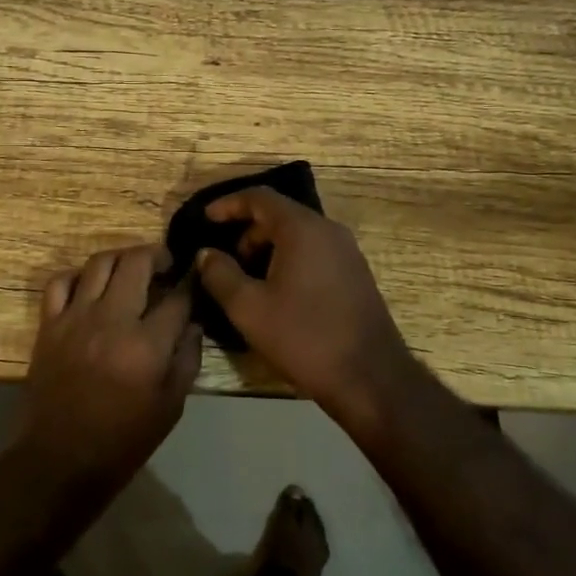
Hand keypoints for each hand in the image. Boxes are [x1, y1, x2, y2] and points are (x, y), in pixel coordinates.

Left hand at [17, 244, 200, 494]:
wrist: (60, 459)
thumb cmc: (122, 440)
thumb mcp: (170, 407)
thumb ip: (186, 359)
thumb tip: (192, 324)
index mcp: (146, 344)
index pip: (177, 298)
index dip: (191, 284)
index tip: (195, 280)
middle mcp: (111, 320)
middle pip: (137, 263)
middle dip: (158, 255)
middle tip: (166, 264)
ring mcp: (75, 318)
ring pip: (100, 262)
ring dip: (122, 257)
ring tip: (132, 268)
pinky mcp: (49, 324)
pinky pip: (60, 281)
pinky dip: (78, 275)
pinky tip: (90, 286)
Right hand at [195, 189, 421, 441]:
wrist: (370, 378)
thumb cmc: (304, 337)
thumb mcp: (248, 308)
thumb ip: (220, 274)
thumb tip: (206, 254)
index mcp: (302, 229)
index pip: (259, 197)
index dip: (228, 204)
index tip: (205, 219)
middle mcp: (328, 230)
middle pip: (279, 215)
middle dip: (246, 232)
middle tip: (225, 262)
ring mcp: (347, 252)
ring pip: (297, 235)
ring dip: (267, 249)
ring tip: (247, 282)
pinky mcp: (355, 274)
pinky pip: (313, 252)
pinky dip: (289, 260)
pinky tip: (276, 294)